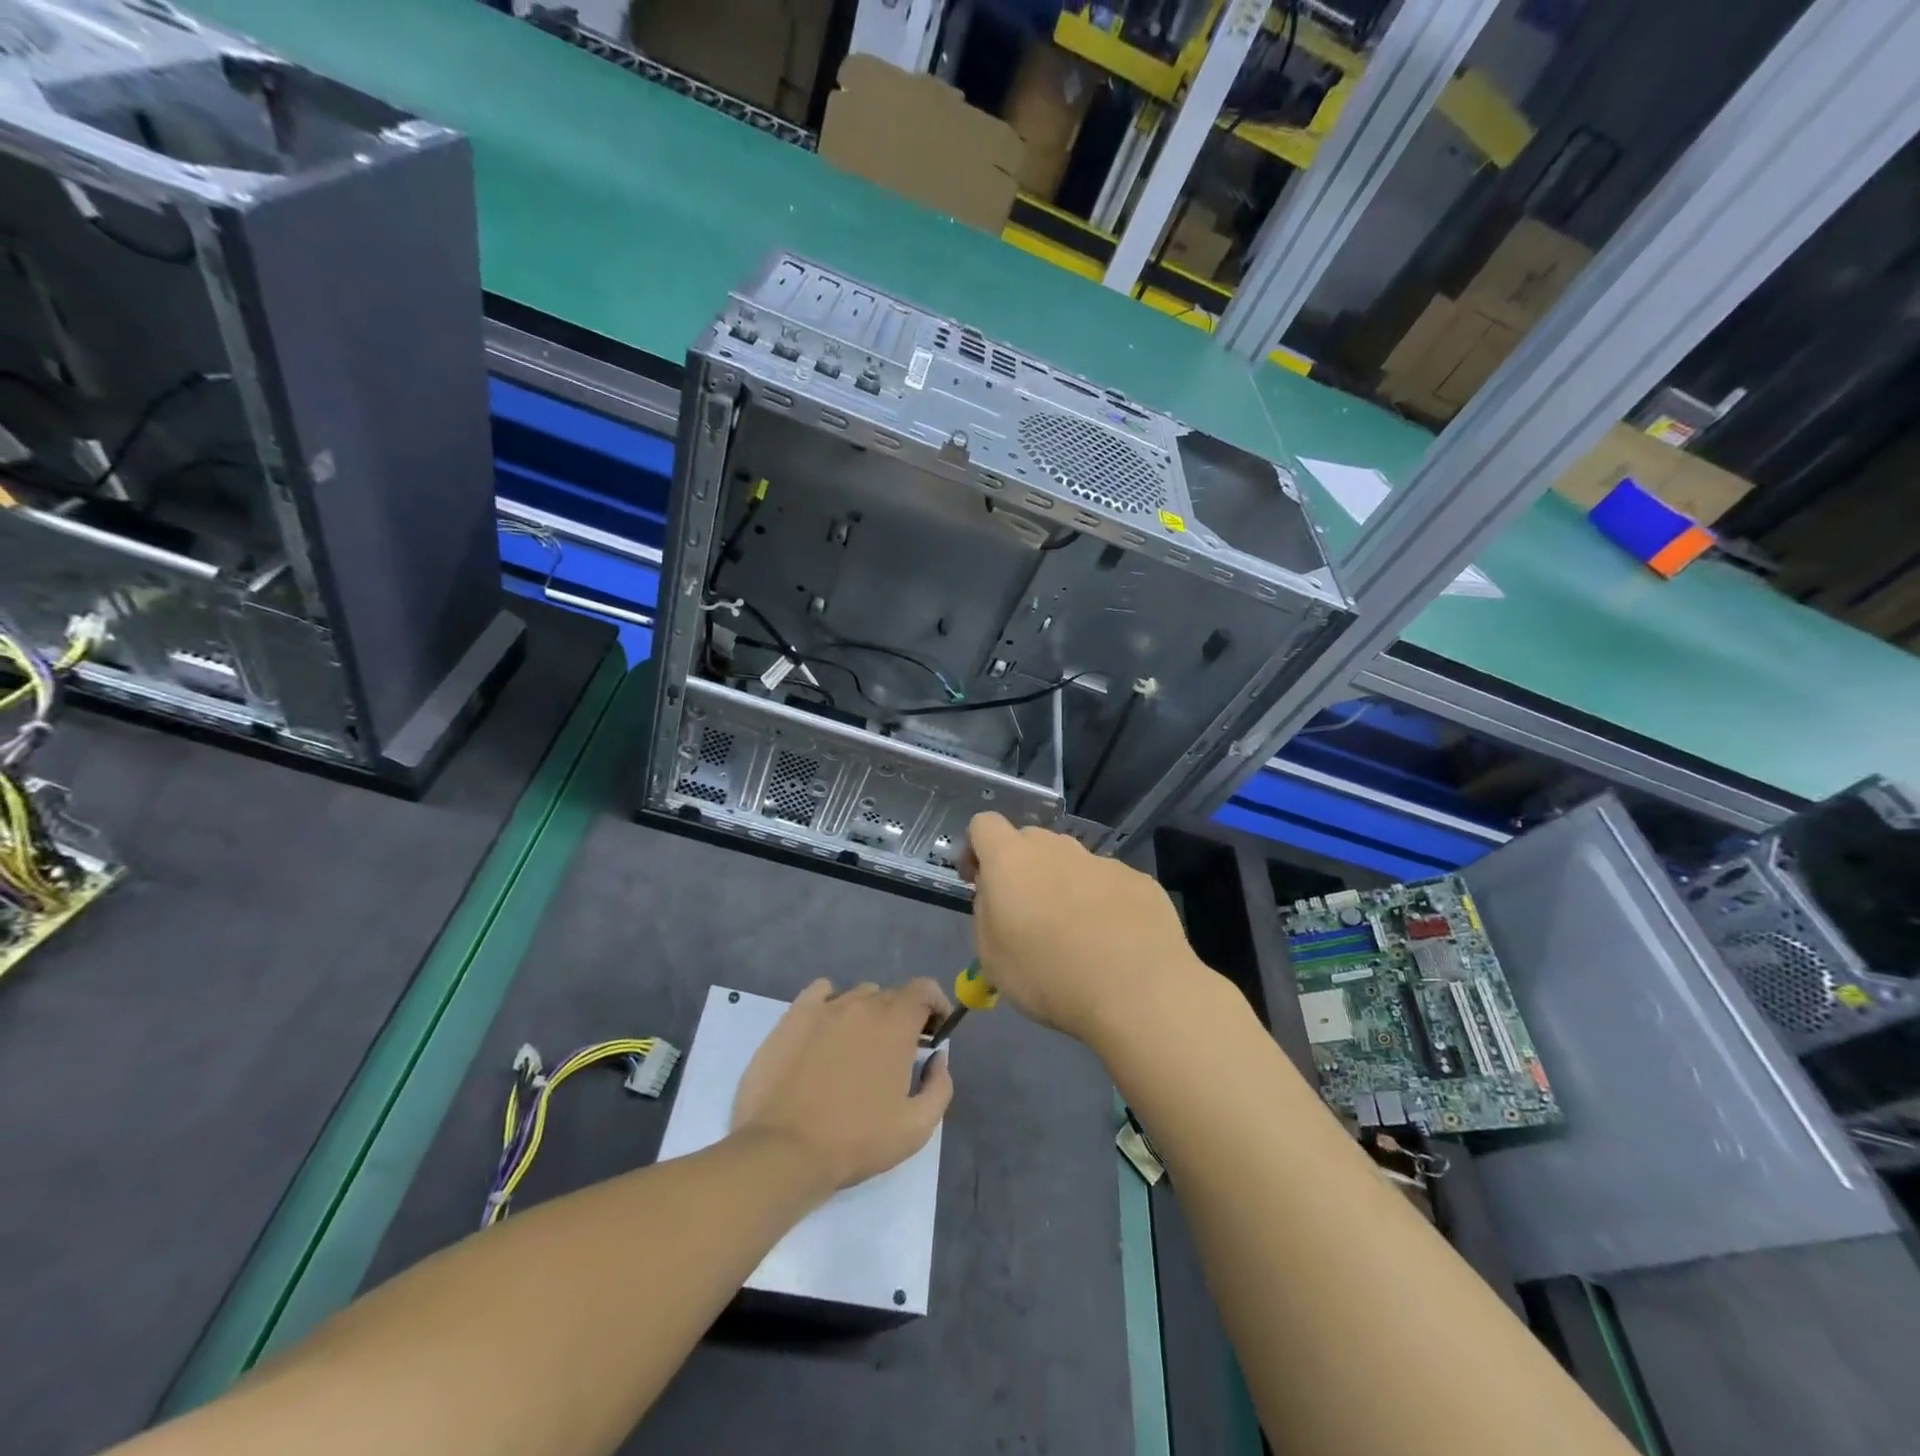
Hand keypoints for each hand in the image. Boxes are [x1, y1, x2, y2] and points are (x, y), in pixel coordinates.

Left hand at [731, 978, 953, 1192]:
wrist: (783, 1150)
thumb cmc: (854, 1141)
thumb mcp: (916, 1128)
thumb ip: (939, 1086)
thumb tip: (936, 1058)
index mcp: (895, 1024)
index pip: (924, 989)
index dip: (935, 1005)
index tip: (935, 1032)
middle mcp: (862, 1005)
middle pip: (891, 995)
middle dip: (903, 1017)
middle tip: (898, 1052)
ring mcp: (824, 1007)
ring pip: (857, 996)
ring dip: (868, 1014)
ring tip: (859, 1047)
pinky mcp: (793, 1016)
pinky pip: (820, 993)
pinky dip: (831, 1003)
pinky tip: (827, 1029)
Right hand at [961, 812, 1205, 1046]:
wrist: (1138, 991)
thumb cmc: (1050, 976)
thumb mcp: (992, 957)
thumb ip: (987, 913)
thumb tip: (997, 895)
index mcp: (1012, 859)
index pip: (984, 824)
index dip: (976, 849)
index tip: (979, 883)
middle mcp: (1056, 847)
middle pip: (1029, 842)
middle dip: (1021, 869)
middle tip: (1027, 915)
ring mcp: (1101, 861)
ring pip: (1071, 863)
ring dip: (1063, 885)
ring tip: (1075, 935)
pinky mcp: (1139, 880)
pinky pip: (1108, 883)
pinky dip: (1103, 903)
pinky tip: (1114, 942)